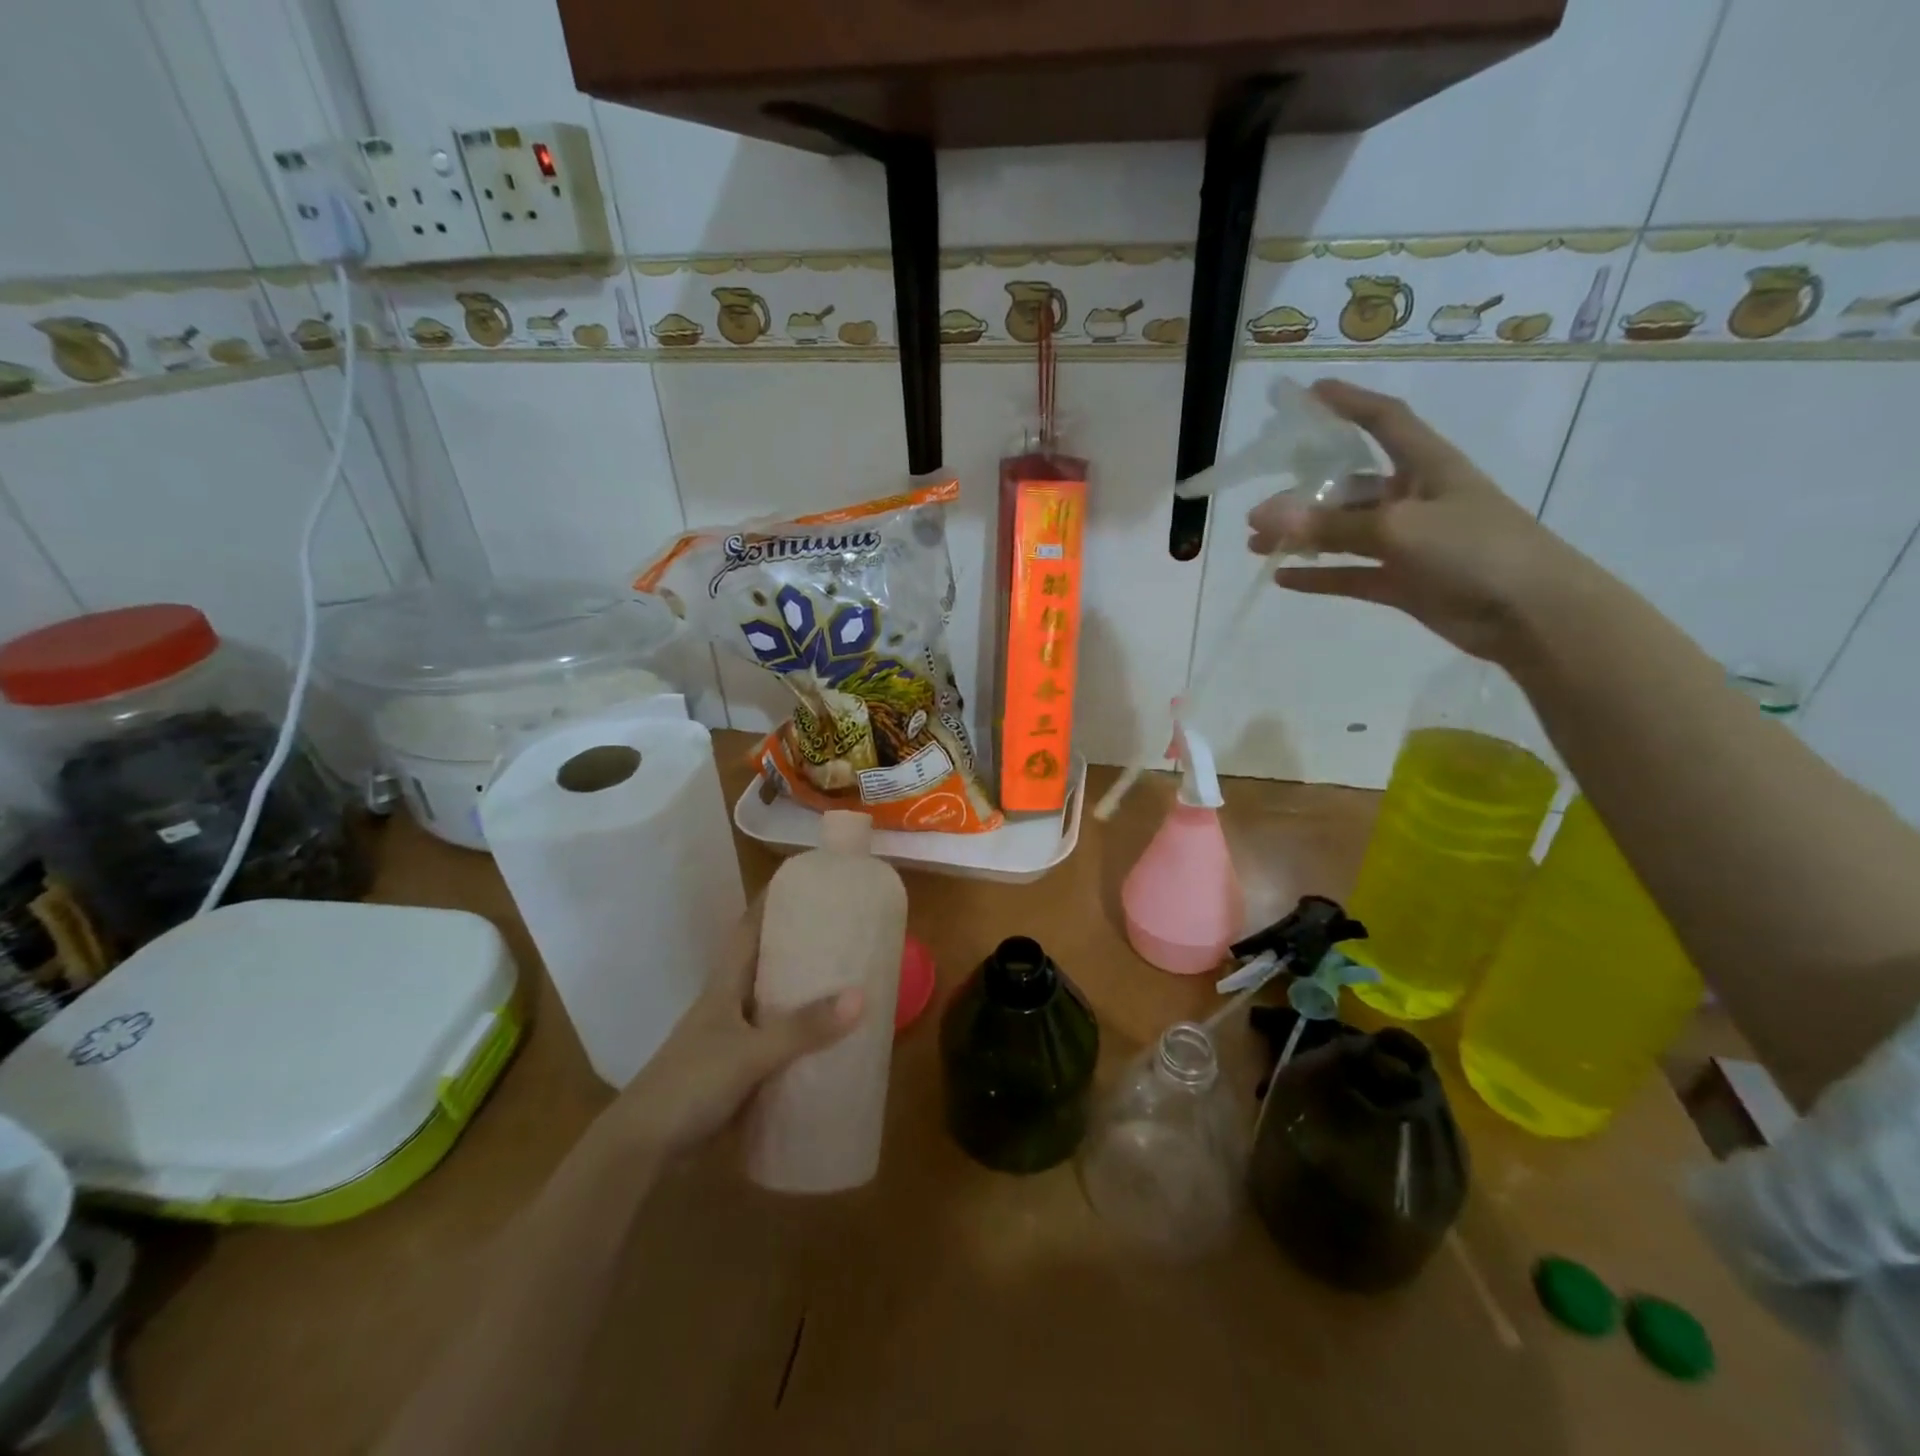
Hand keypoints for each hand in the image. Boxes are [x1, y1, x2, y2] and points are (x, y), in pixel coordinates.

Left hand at [607, 906, 862, 1154]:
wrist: (644, 1147)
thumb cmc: (690, 1083)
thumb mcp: (749, 1052)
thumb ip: (802, 1028)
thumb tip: (860, 995)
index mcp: (725, 984)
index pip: (749, 928)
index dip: (773, 900)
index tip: (808, 881)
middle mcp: (730, 1002)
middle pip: (767, 961)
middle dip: (801, 943)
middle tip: (845, 928)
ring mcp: (733, 1037)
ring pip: (775, 1002)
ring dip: (804, 991)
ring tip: (849, 977)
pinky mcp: (739, 1070)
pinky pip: (778, 1042)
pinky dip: (802, 1035)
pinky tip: (831, 1040)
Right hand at [1246, 379, 1577, 661]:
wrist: (1531, 614)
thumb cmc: (1475, 550)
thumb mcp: (1399, 528)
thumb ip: (1331, 526)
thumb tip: (1266, 519)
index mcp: (1427, 466)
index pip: (1384, 421)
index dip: (1349, 403)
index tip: (1310, 393)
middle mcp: (1414, 498)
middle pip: (1349, 487)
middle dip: (1302, 497)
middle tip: (1256, 513)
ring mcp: (1407, 542)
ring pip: (1343, 533)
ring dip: (1302, 537)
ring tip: (1257, 546)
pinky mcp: (1402, 581)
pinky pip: (1349, 573)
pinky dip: (1318, 575)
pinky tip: (1283, 578)